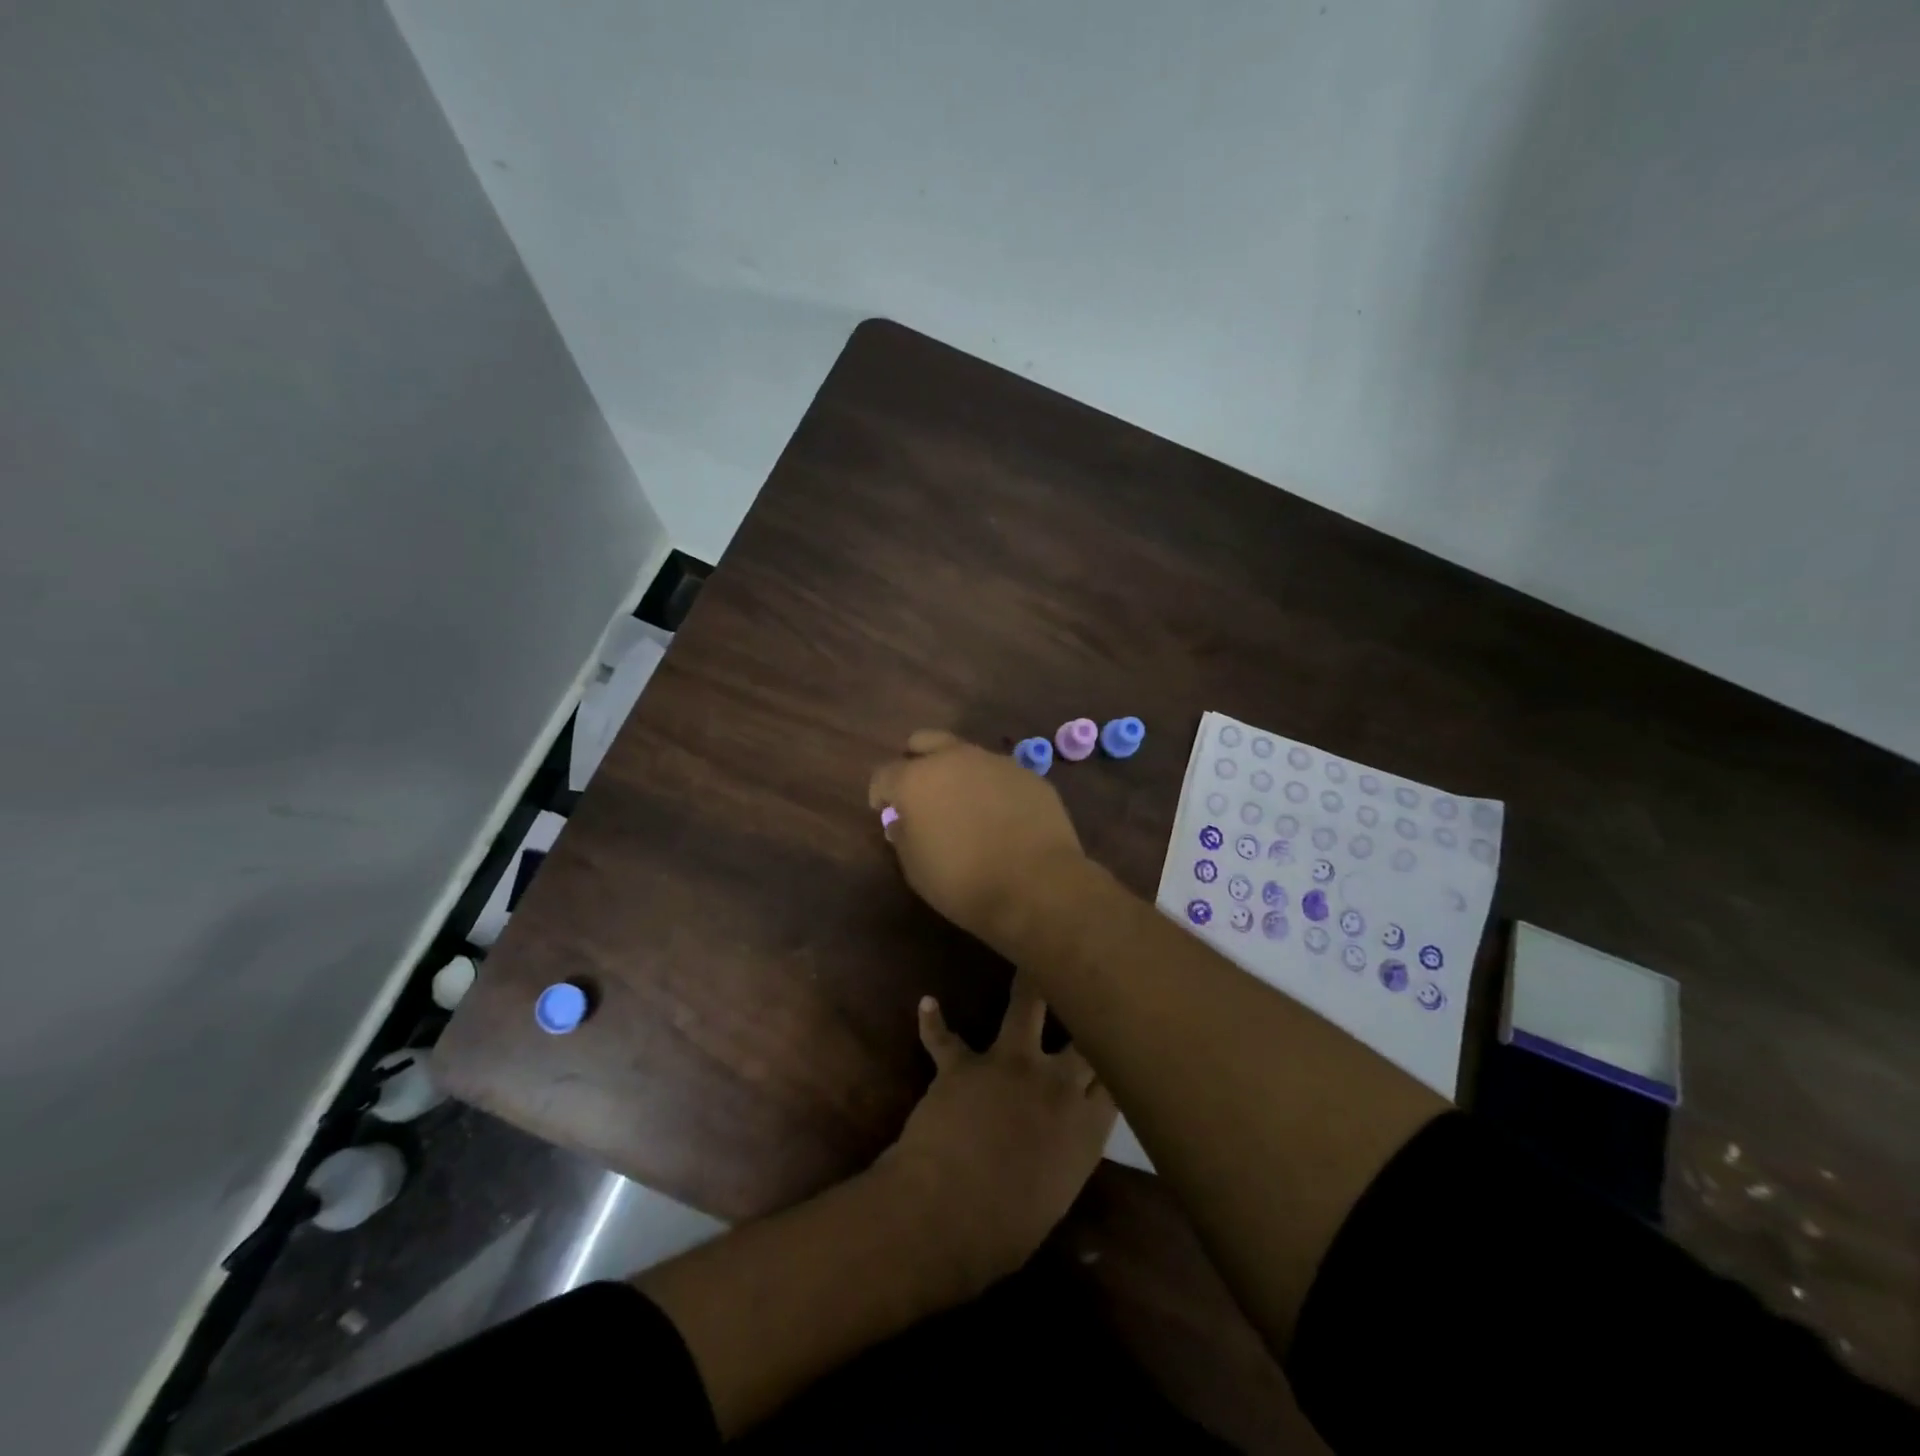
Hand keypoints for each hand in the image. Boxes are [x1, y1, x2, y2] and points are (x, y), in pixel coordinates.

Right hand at [869, 730, 1085, 947]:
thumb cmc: (964, 883)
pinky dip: (992, 788)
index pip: (884, 775)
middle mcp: (955, 759)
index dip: (881, 793)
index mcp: (917, 779)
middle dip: (917, 760)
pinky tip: (1000, 815)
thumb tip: (902, 821)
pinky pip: (1000, 774)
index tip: (884, 811)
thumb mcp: (915, 869)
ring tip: (964, 804)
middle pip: (925, 742)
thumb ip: (903, 836)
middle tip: (920, 790)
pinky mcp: (1029, 775)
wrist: (1037, 886)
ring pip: (967, 754)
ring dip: (958, 772)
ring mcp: (996, 762)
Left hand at [879, 974, 1115, 1291]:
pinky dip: (934, 1022)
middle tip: (1095, 982)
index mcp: (1085, 1126)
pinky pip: (945, 1037)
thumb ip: (1067, 1155)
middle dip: (1092, 1009)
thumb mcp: (1055, 1198)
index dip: (1120, 1055)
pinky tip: (927, 1003)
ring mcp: (1008, 1065)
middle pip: (1084, 1034)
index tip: (1124, 1036)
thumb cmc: (1005, 1231)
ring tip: (1033, 954)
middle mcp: (1053, 1083)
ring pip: (1025, 1005)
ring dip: (1029, 981)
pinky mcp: (963, 1063)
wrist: (944, 1216)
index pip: (1114, 1077)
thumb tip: (1063, 1140)